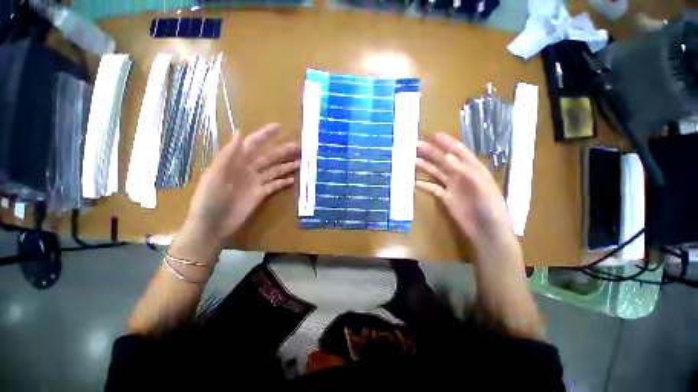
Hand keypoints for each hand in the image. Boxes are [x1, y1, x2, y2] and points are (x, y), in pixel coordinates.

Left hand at [184, 123, 299, 242]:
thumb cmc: (209, 199)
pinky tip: (293, 180)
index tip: (279, 127)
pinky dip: (283, 182)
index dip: (265, 135)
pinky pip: (274, 185)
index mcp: (236, 162)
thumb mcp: (215, 175)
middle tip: (299, 146)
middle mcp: (248, 169)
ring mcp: (255, 182)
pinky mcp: (260, 194)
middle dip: (283, 150)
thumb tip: (240, 132)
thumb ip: (228, 154)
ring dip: (287, 165)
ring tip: (301, 161)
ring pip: (274, 170)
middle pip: (269, 157)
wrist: (212, 224)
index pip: (253, 144)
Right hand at [416, 133, 514, 251]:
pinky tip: (415, 182)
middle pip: (444, 160)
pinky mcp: (446, 198)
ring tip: (413, 159)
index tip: (434, 135)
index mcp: (473, 169)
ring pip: (437, 172)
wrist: (488, 232)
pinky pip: (433, 188)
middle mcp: (461, 175)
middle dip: (431, 152)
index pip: (459, 152)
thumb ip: (465, 172)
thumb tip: (447, 157)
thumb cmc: (491, 209)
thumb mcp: (482, 188)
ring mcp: (453, 187)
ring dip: (426, 165)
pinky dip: (425, 185)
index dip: (447, 142)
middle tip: (417, 145)